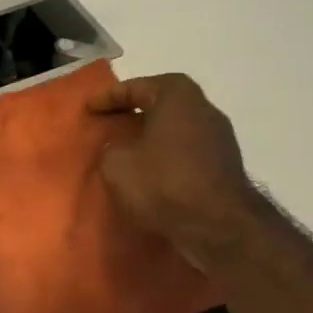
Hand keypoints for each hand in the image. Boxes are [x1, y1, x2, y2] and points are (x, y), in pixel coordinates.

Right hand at [88, 73, 264, 270]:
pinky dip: (166, 155)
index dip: (108, 96)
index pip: (137, 86)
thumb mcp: (116, 163)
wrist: (217, 225)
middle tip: (110, 122)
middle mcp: (204, 109)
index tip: (88, 108)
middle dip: (135, 111)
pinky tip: (150, 170)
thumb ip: (112, 147)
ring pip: (176, 127)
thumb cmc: (163, 182)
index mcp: (177, 96)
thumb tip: (120, 147)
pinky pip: (186, 150)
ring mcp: (220, 137)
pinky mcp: (224, 165)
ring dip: (152, 135)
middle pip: (163, 102)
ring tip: (128, 149)